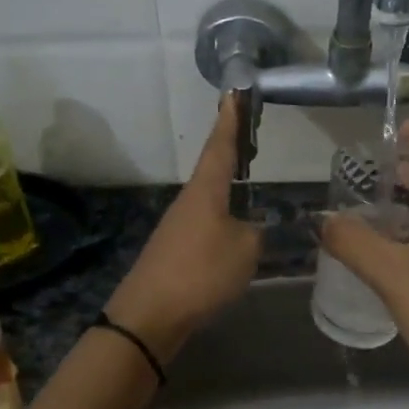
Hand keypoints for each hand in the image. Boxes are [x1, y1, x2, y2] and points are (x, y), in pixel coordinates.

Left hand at [106, 94, 260, 361]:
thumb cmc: (200, 272)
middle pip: (214, 168)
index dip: (230, 120)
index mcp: (206, 189)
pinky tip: (237, 227)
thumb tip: (256, 228)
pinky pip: (207, 222)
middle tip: (253, 134)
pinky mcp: (176, 250)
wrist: (151, 315)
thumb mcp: (245, 249)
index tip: (234, 93)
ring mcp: (180, 225)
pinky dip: (224, 215)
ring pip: (211, 197)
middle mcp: (190, 200)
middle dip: (233, 150)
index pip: (221, 145)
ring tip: (251, 179)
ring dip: (229, 185)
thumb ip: (258, 232)